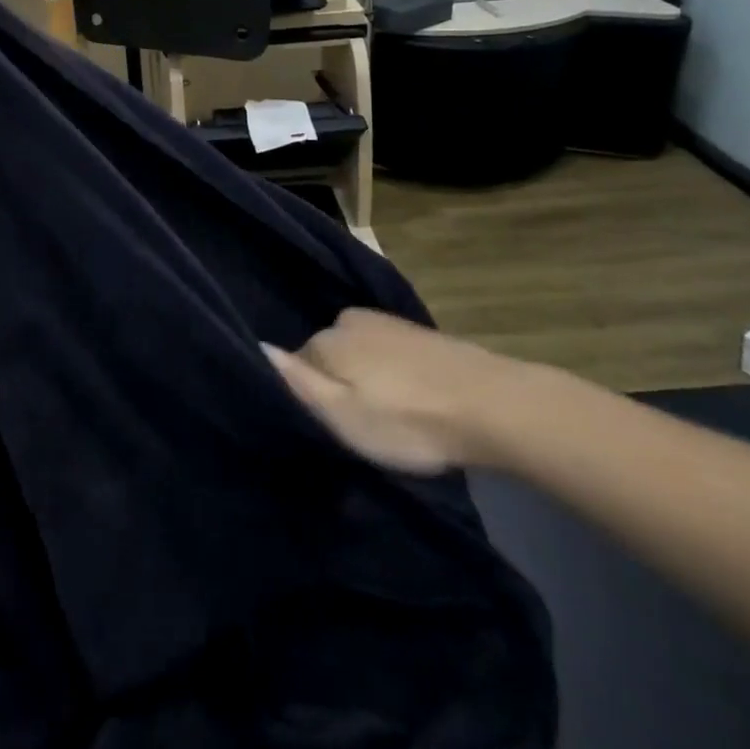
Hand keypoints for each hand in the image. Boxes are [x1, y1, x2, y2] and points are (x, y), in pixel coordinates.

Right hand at [263, 310, 547, 474]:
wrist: (492, 405)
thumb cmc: (408, 419)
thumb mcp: (342, 416)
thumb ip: (297, 382)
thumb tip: (257, 346)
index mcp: (327, 338)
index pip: (297, 366)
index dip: (309, 398)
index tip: (328, 428)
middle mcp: (349, 320)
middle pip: (327, 356)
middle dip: (337, 386)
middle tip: (361, 428)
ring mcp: (388, 323)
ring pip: (359, 355)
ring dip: (367, 381)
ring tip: (390, 418)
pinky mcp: (419, 334)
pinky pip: (387, 355)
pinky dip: (391, 375)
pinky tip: (411, 400)